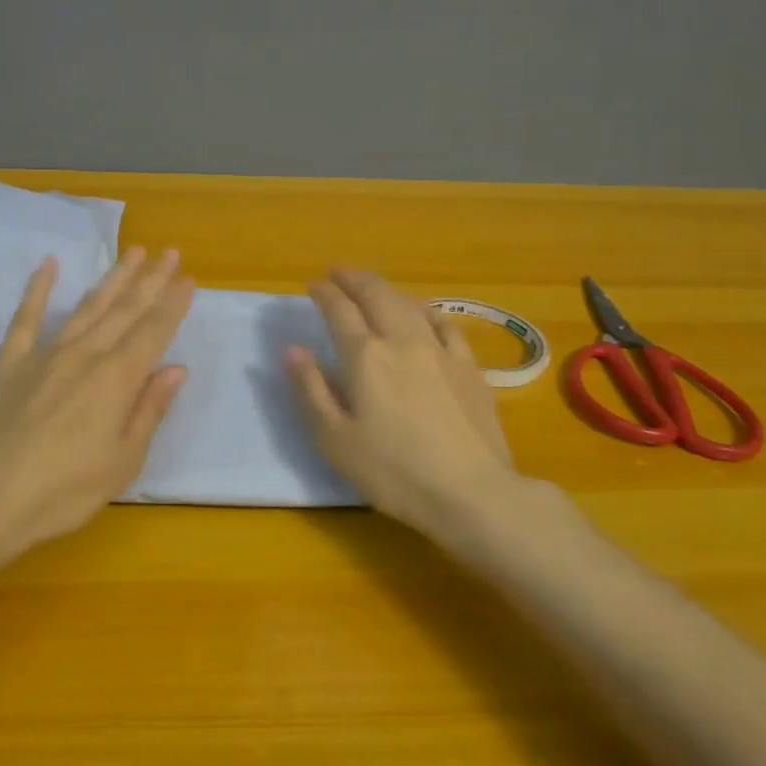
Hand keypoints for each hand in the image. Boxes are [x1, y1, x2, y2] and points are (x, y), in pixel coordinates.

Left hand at [0, 246, 194, 556]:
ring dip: (112, 278)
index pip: (153, 331)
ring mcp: (44, 354)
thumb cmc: (65, 490)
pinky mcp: (10, 363)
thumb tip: (175, 369)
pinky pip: (26, 318)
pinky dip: (38, 289)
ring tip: (132, 252)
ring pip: (86, 307)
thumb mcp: (124, 460)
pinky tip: (49, 265)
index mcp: (117, 379)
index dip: (173, 304)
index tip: (188, 278)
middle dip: (150, 280)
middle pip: (124, 310)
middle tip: (169, 252)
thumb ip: (149, 409)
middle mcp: (85, 355)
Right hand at [287, 268, 517, 537]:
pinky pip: (445, 324)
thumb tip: (293, 349)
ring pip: (409, 303)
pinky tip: (424, 314)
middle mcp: (402, 340)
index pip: (339, 310)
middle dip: (354, 278)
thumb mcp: (335, 439)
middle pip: (376, 294)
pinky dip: (425, 310)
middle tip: (338, 273)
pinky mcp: (469, 366)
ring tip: (372, 288)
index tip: (312, 285)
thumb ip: (311, 390)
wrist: (471, 491)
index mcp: (365, 356)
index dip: (324, 293)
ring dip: (386, 289)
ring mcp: (440, 349)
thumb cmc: (393, 471)